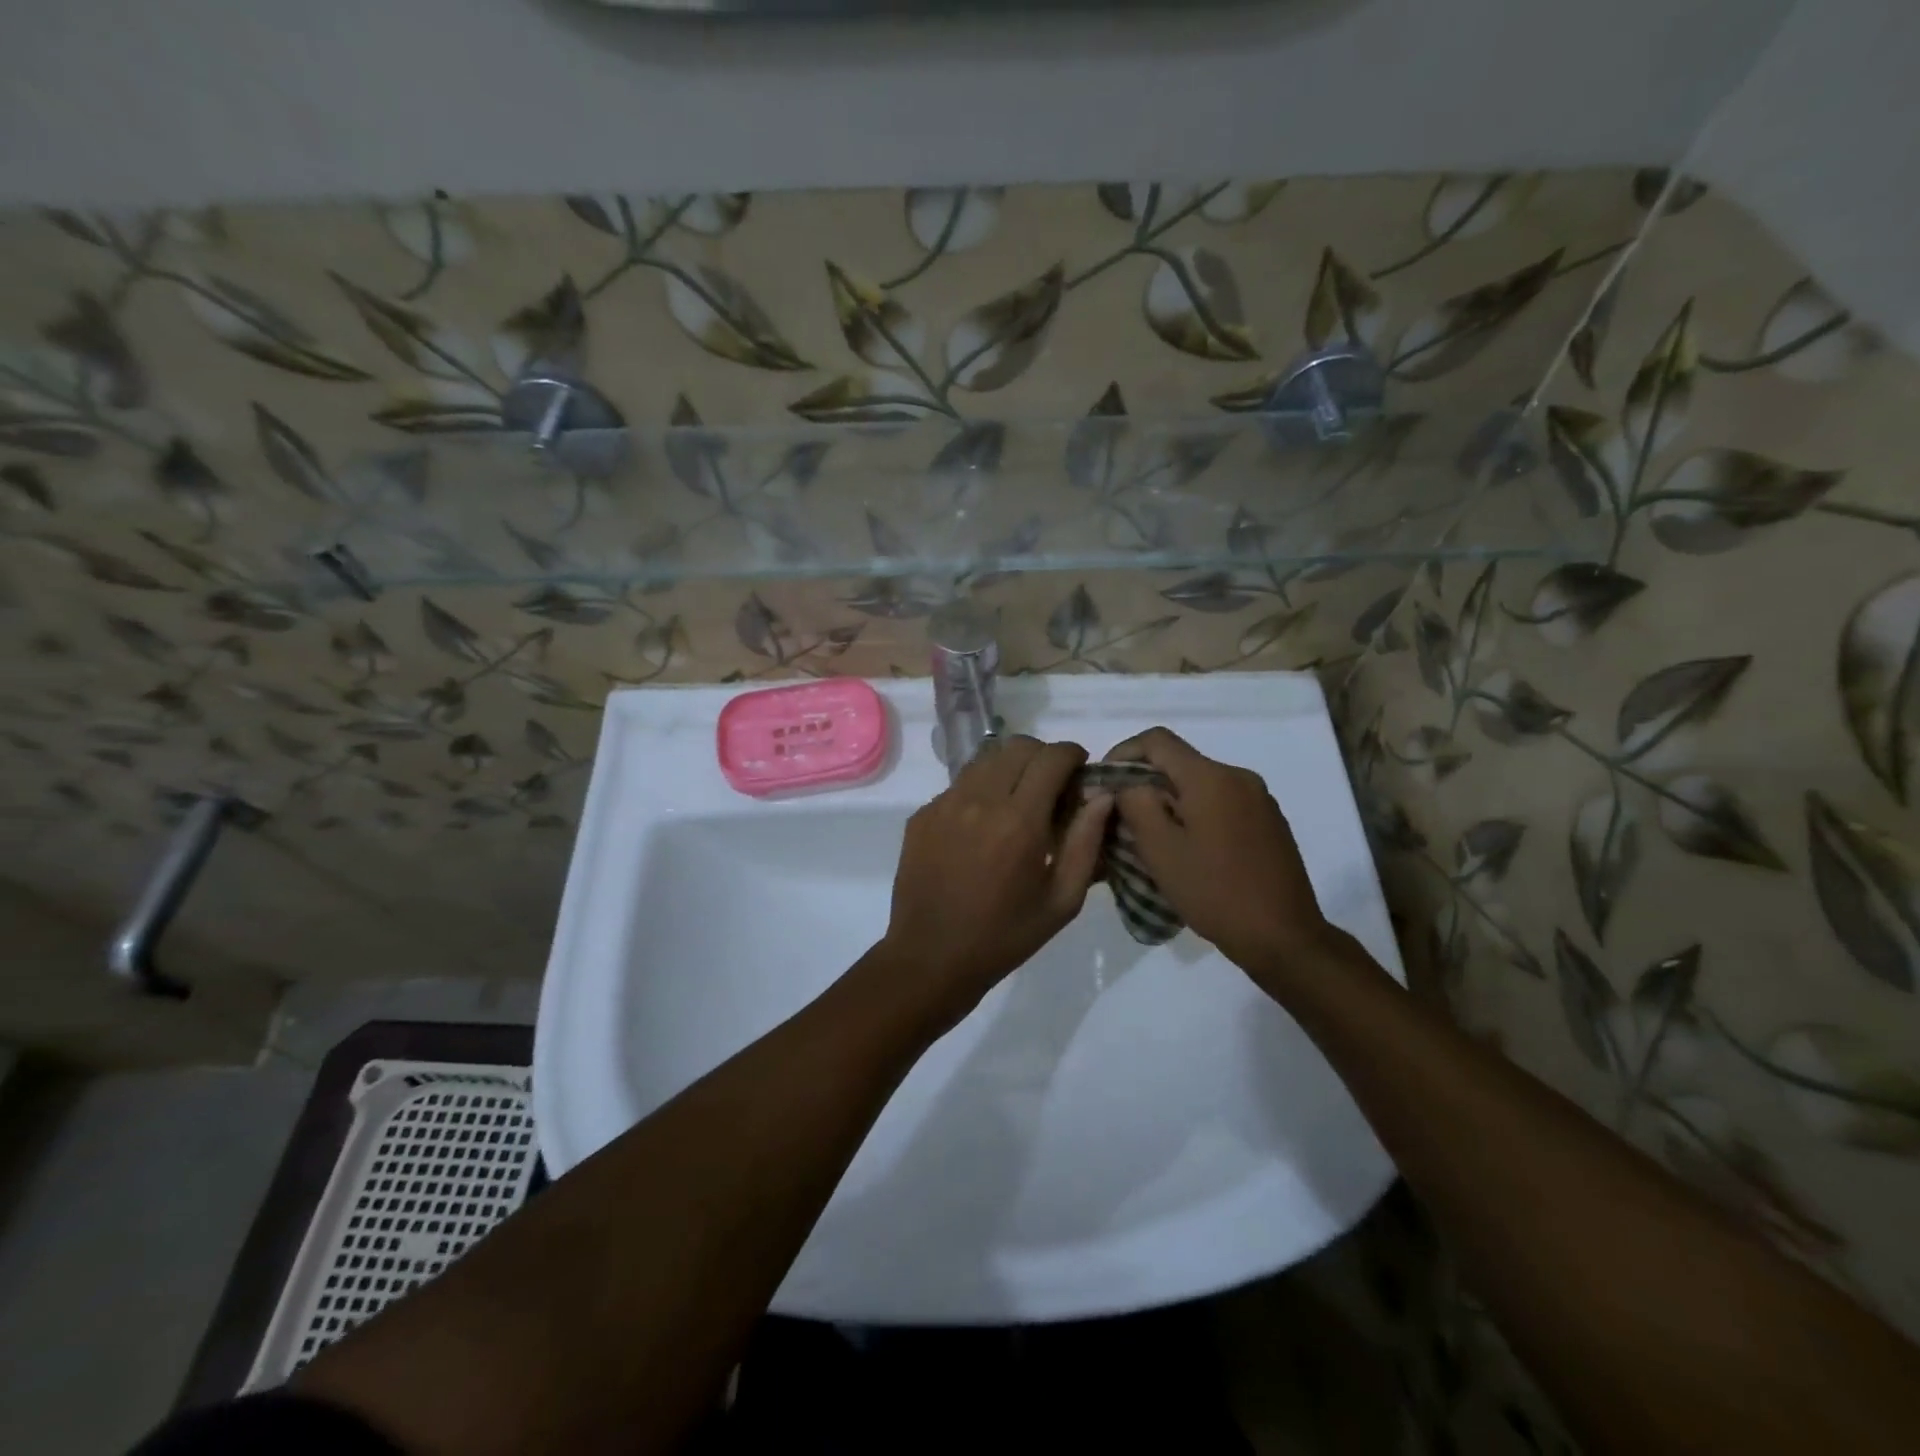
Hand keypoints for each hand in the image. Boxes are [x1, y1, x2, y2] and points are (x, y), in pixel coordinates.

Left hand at [879, 736, 1111, 1027]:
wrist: (931, 957)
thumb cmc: (1005, 936)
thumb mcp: (1062, 901)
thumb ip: (1086, 843)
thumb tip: (1102, 796)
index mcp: (1019, 821)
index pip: (1051, 757)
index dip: (1072, 755)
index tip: (1080, 771)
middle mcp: (979, 800)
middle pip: (1017, 746)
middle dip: (1042, 757)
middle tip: (1052, 787)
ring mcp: (944, 804)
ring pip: (985, 759)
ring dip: (1009, 768)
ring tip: (1017, 801)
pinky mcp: (922, 815)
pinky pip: (958, 784)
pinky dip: (979, 790)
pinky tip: (982, 826)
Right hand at [1105, 727, 1338, 986]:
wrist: (1284, 937)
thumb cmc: (1214, 891)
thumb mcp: (1160, 849)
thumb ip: (1135, 804)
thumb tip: (1126, 783)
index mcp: (1211, 777)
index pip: (1157, 740)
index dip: (1123, 752)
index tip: (1105, 783)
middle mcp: (1239, 777)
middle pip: (1180, 762)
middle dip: (1145, 782)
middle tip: (1122, 817)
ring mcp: (1259, 799)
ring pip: (1200, 785)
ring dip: (1170, 801)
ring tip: (1152, 838)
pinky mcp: (1270, 823)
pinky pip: (1222, 803)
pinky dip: (1196, 815)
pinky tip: (1189, 850)